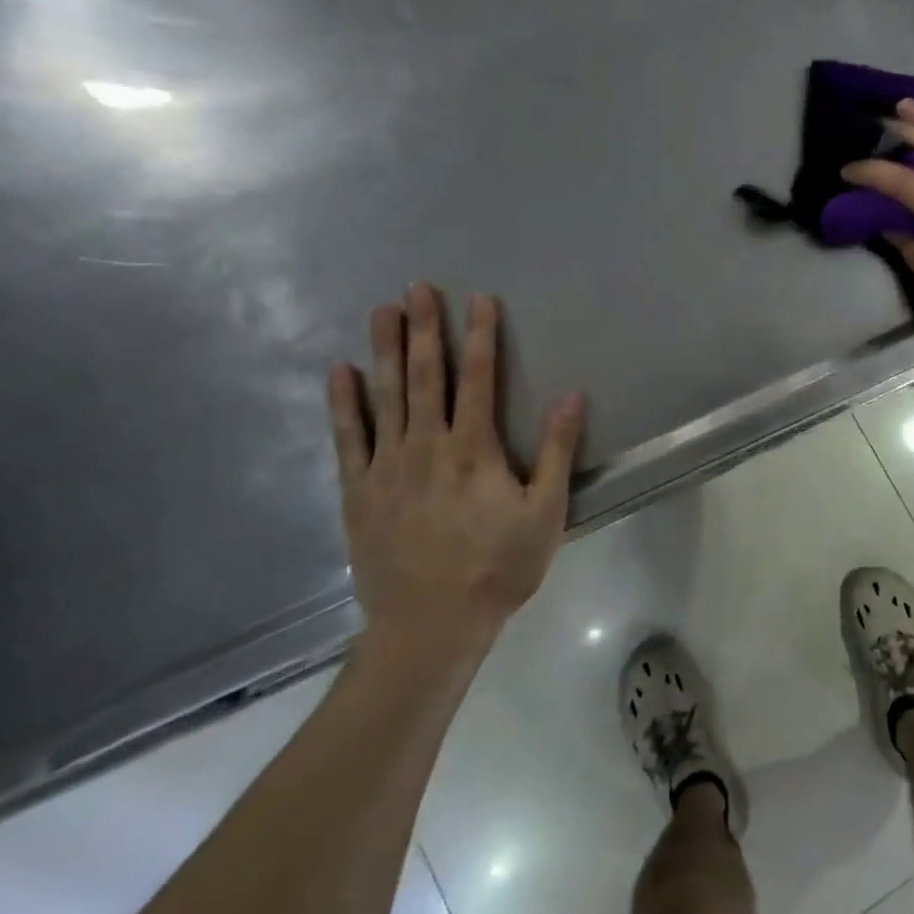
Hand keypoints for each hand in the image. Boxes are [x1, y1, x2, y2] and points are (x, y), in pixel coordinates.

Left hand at [327, 283, 584, 673]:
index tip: (479, 299)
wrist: (429, 625)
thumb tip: (573, 395)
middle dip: (423, 328)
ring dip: (383, 350)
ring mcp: (387, 466)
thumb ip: (556, 450)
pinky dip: (344, 403)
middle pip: (424, 375)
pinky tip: (340, 372)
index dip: (480, 335)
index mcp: (474, 448)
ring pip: (385, 396)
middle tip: (417, 287)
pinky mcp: (358, 491)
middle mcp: (427, 445)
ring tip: (380, 310)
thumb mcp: (546, 511)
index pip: (478, 377)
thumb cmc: (498, 566)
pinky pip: (348, 437)